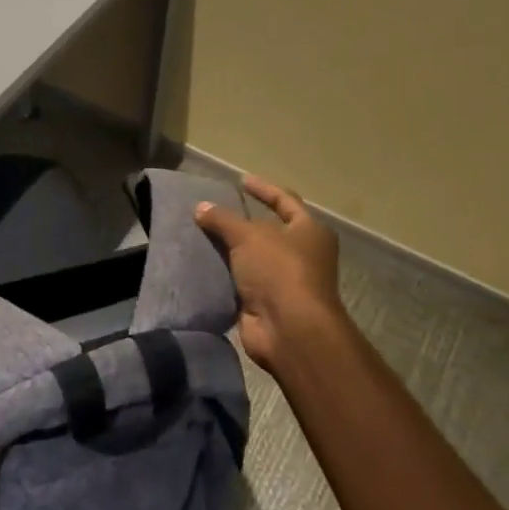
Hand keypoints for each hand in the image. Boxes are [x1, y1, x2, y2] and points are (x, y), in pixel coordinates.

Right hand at [195, 175, 348, 374]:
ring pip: (251, 257)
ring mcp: (284, 280)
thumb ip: (222, 219)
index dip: (263, 188)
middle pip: (267, 230)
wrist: (289, 329)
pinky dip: (223, 274)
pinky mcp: (265, 303)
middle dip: (240, 222)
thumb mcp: (248, 235)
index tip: (241, 180)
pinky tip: (200, 264)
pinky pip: (240, 281)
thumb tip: (200, 207)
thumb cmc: (279, 270)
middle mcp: (302, 254)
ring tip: (198, 234)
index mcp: (309, 231)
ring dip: (229, 249)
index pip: (285, 200)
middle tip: (211, 210)